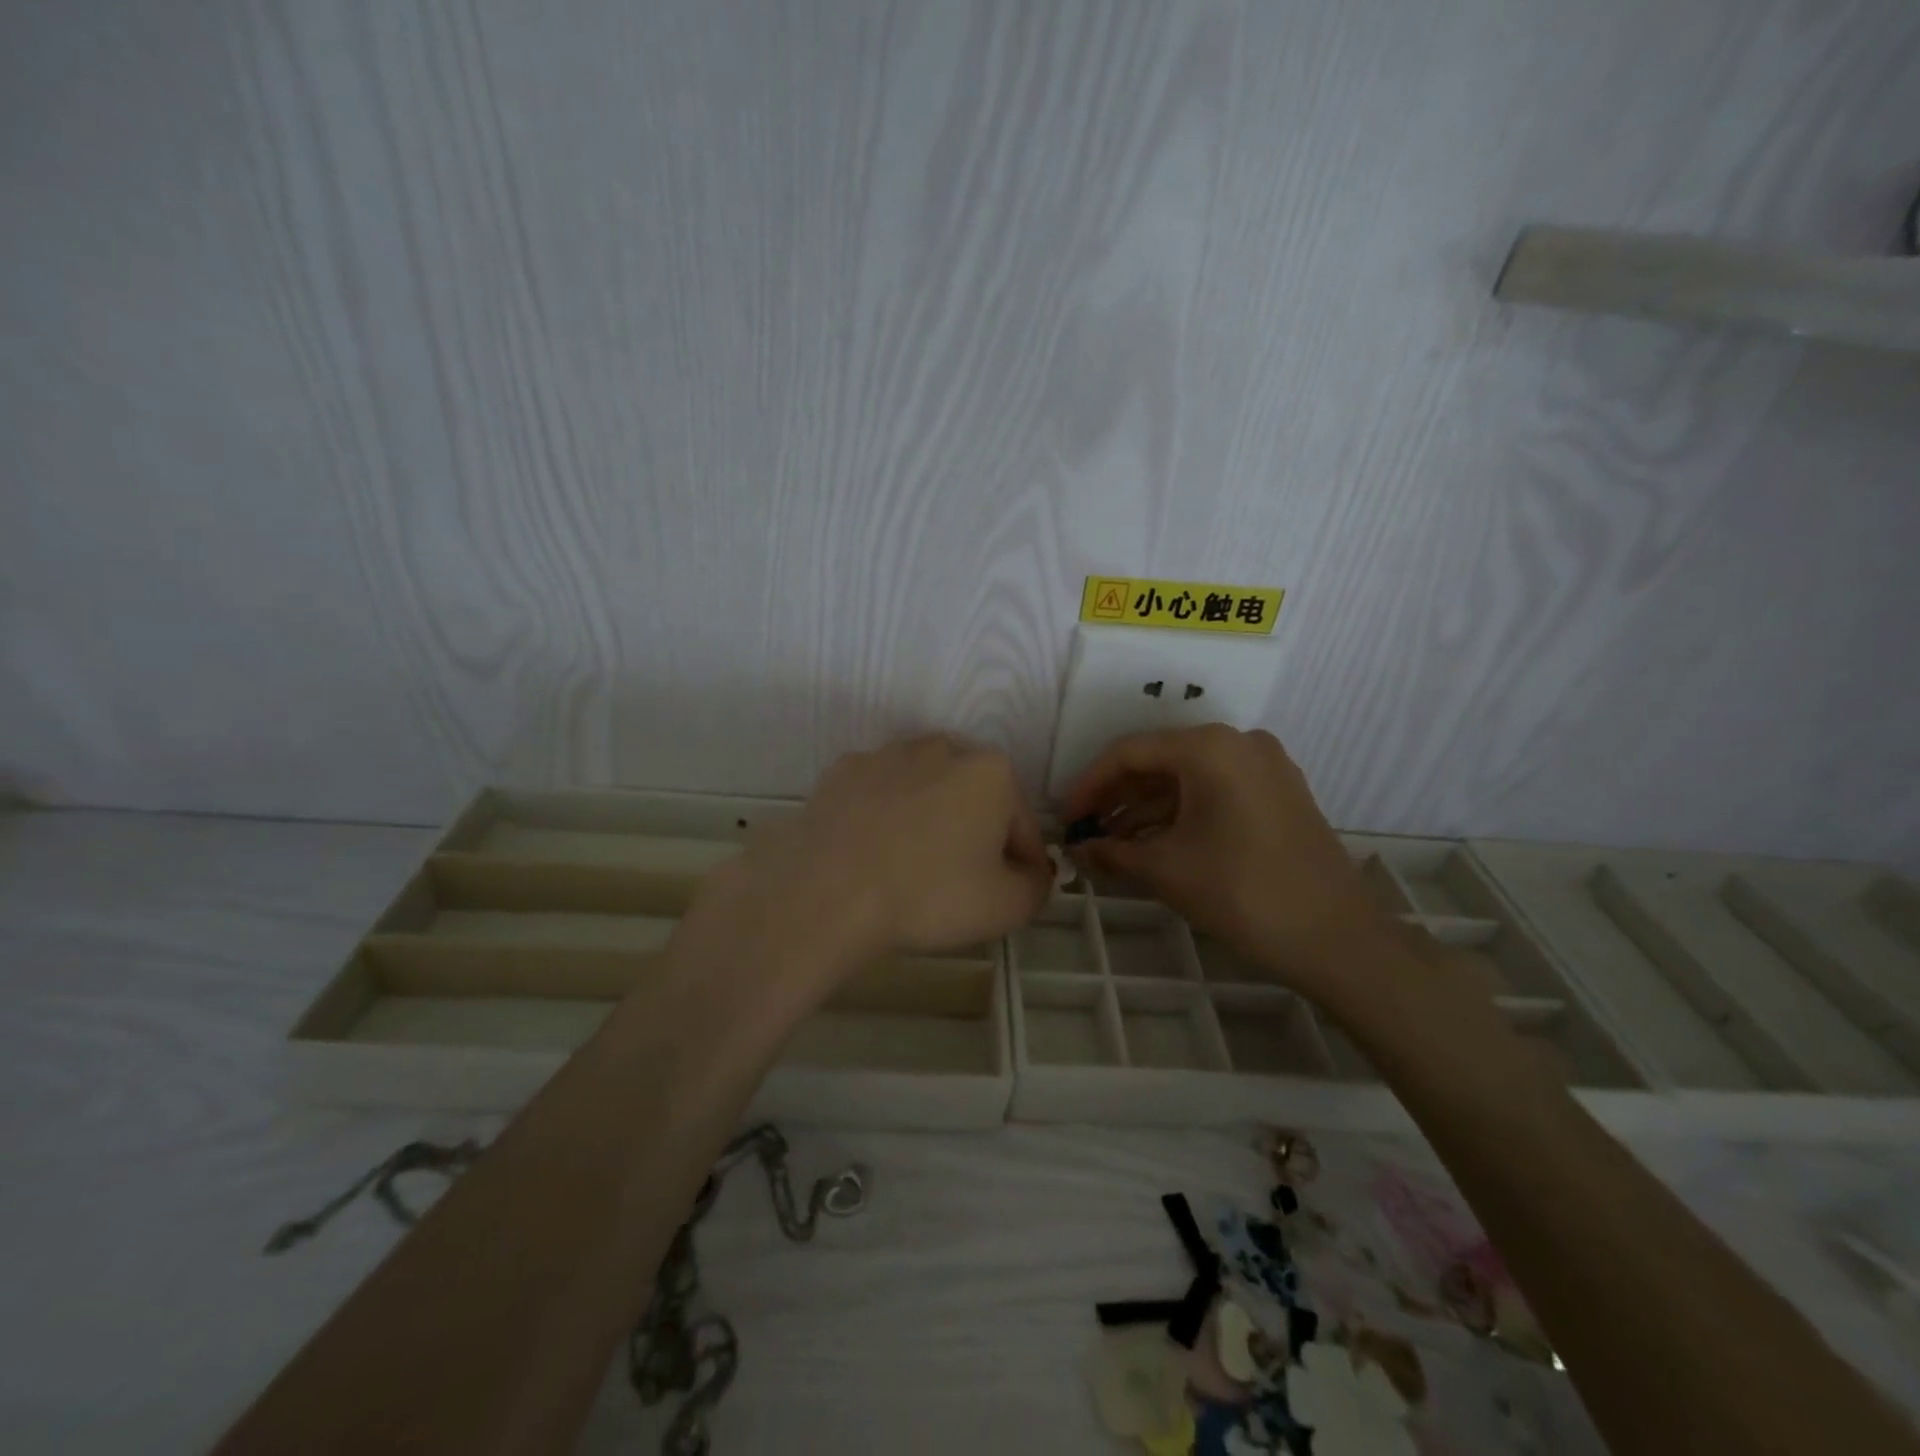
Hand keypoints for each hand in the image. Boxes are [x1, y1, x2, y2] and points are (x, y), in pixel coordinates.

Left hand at [701, 735, 1052, 971]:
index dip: (1022, 867)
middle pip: (975, 800)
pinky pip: (880, 796)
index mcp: (991, 771)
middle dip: (975, 836)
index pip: (1024, 826)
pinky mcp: (843, 770)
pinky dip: (885, 817)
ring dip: (930, 822)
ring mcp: (887, 754)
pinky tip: (873, 852)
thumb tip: (1033, 872)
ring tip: (911, 869)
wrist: (828, 892)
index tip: (1006, 897)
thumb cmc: (930, 895)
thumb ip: (1038, 885)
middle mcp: (942, 747)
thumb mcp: (1007, 906)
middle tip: (958, 885)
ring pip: (926, 793)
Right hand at [1065, 726, 1387, 997]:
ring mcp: (1265, 767)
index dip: (1089, 785)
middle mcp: (1238, 743)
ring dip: (1147, 809)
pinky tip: (1154, 843)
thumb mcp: (1167, 870)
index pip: (1129, 753)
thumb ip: (1113, 852)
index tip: (1066, 818)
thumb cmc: (1243, 892)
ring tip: (1113, 844)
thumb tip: (1077, 851)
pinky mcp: (1279, 793)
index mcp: (1209, 748)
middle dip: (1118, 798)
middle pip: (1160, 762)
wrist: (1337, 939)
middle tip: (1087, 832)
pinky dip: (1181, 814)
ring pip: (1188, 778)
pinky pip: (1215, 792)